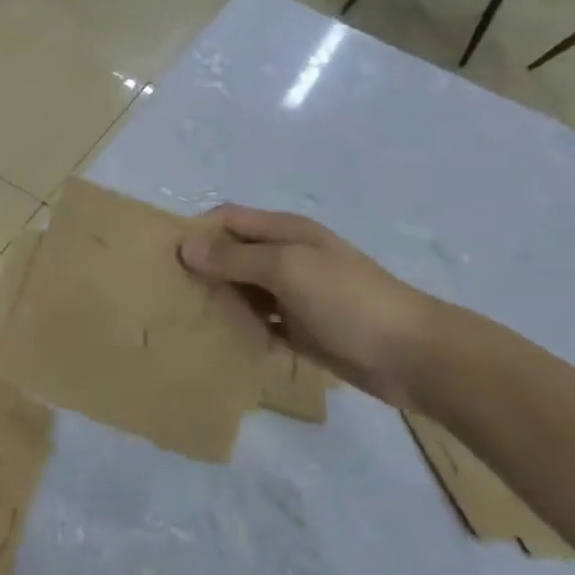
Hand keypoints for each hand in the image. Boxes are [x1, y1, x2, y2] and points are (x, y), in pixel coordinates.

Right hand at [179, 205, 438, 406]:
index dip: (197, 231)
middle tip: (166, 292)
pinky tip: (219, 341)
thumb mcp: (288, 269)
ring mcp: (295, 294)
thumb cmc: (348, 301)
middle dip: (202, 268)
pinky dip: (240, 328)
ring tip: (183, 318)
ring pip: (243, 290)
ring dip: (219, 299)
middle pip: (233, 254)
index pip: (228, 219)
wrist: (410, 354)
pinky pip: (259, 322)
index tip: (164, 258)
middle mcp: (287, 257)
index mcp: (286, 232)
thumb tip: (185, 246)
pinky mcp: (301, 328)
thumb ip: (235, 258)